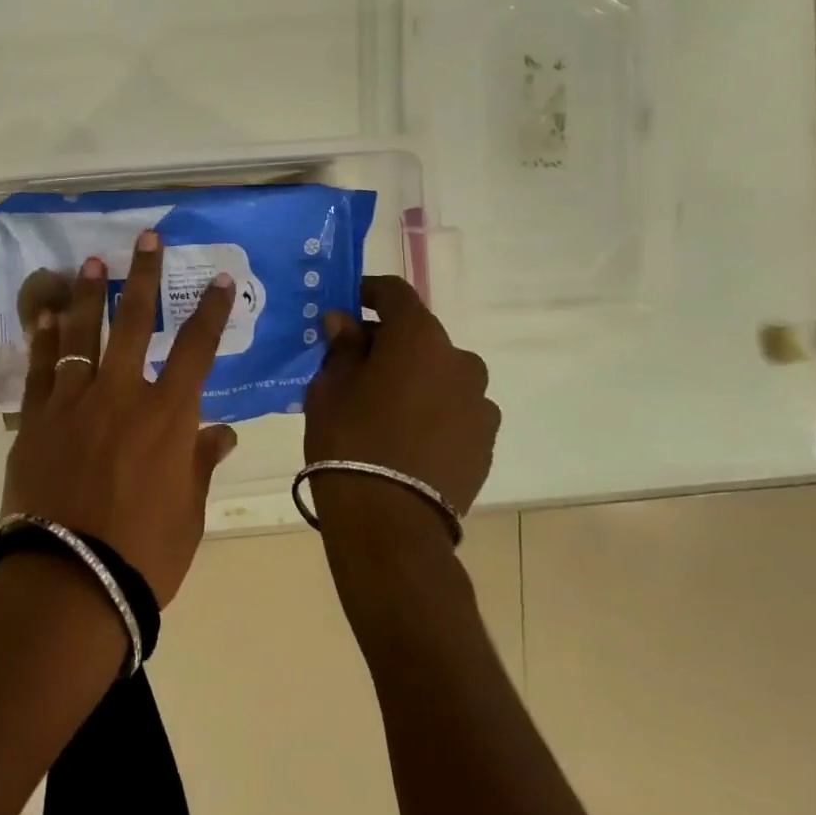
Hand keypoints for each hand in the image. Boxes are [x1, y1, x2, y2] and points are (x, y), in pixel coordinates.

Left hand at [0, 230, 237, 605]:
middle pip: (136, 321)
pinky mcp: (38, 417)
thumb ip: (202, 462)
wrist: (70, 580)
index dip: (211, 310)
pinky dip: (45, 337)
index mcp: (168, 415)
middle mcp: (122, 393)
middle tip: (146, 237)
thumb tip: (223, 431)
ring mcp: (75, 400)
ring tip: (91, 261)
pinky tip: (46, 314)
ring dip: (90, 294)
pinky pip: (42, 366)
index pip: (197, 348)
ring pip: (83, 332)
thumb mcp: (188, 512)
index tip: (220, 279)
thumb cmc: (143, 552)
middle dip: (144, 275)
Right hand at [303, 275, 499, 542]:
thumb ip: (342, 347)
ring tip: (383, 406)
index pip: (396, 294)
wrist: (390, 521)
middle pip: (420, 336)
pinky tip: (406, 435)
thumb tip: (345, 322)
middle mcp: (460, 360)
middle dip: (388, 342)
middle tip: (354, 363)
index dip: (368, 292)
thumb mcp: (329, 387)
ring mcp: (479, 403)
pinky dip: (432, 409)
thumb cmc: (349, 440)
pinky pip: (454, 408)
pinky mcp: (485, 441)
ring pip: (440, 374)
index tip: (347, 304)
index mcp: (419, 338)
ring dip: (415, 377)